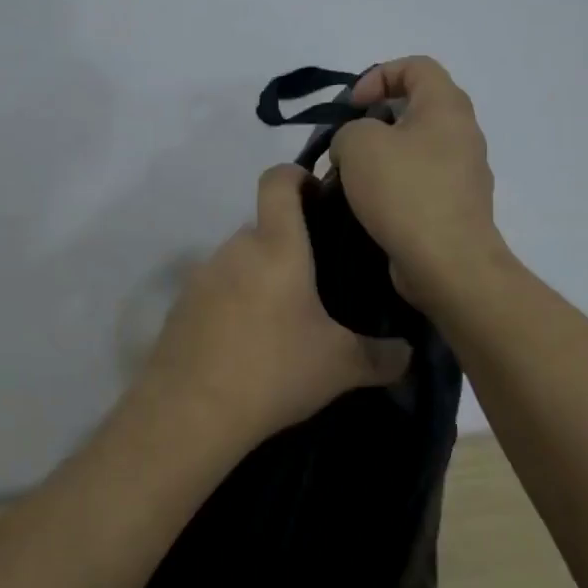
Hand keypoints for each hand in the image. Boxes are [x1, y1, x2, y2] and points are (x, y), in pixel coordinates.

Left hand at [139, 165, 411, 453]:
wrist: (190, 412)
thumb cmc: (274, 370)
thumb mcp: (339, 366)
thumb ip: (380, 356)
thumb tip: (406, 353)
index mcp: (276, 246)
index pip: (278, 180)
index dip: (297, 175)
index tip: (317, 195)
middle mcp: (235, 249)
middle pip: (263, 228)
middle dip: (288, 246)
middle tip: (317, 283)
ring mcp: (201, 276)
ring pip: (239, 261)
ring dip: (260, 278)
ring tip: (284, 320)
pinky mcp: (180, 306)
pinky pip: (216, 290)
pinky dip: (233, 304)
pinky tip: (247, 344)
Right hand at [330, 56, 506, 307]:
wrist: (447, 263)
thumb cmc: (405, 191)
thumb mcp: (358, 144)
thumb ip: (349, 131)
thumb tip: (356, 148)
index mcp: (446, 106)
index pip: (416, 66)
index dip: (378, 75)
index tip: (351, 106)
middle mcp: (463, 133)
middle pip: (414, 109)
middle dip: (373, 122)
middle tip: (346, 145)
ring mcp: (463, 173)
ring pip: (414, 150)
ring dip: (379, 159)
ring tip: (349, 181)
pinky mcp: (455, 207)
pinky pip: (419, 183)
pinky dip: (392, 188)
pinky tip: (367, 208)